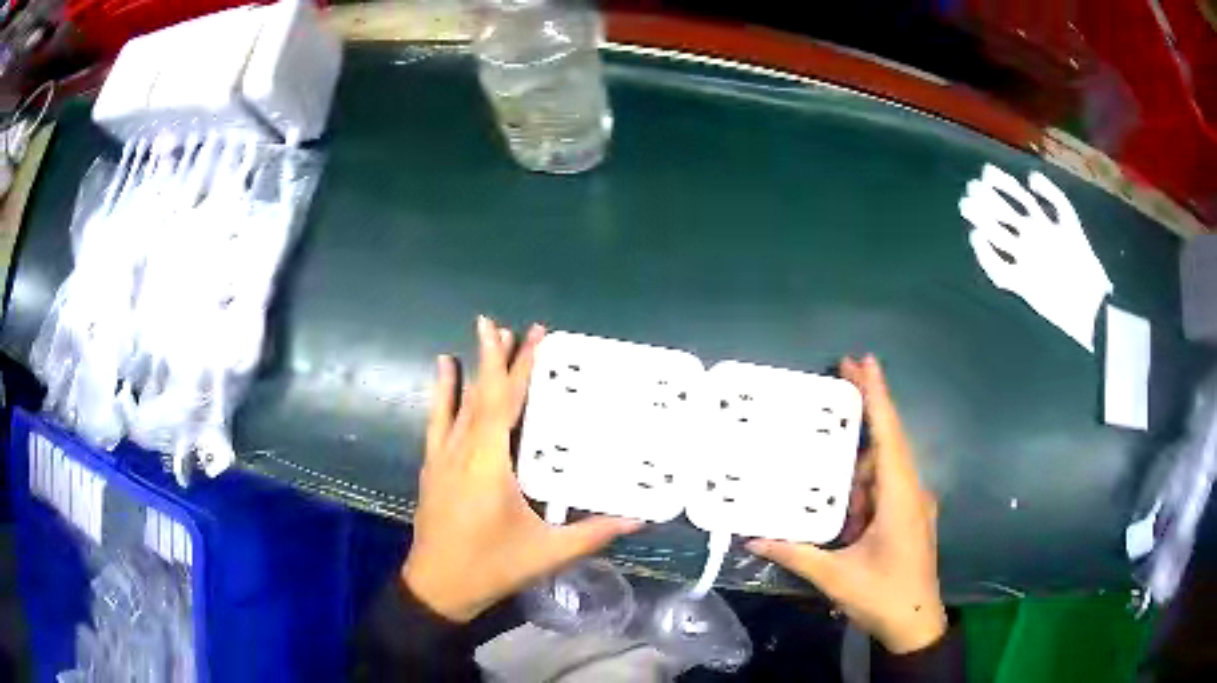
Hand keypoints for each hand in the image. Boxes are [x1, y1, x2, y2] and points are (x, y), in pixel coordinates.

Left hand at [402, 316, 642, 622]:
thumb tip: (639, 518)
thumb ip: (594, 533)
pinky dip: (443, 393)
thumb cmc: (491, 566)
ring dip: (470, 368)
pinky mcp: (431, 467)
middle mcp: (461, 450)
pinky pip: (437, 420)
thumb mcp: (547, 552)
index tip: (529, 335)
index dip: (517, 367)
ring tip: (482, 336)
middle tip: (510, 326)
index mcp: (488, 463)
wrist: (437, 586)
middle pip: (480, 395)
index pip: (504, 404)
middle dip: (496, 358)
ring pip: (456, 402)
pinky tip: (443, 374)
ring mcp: (441, 457)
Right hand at [746, 356, 945, 653]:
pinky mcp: (909, 517)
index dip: (877, 395)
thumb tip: (753, 538)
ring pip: (885, 468)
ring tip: (830, 461)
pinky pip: (885, 488)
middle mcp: (912, 491)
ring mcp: (913, 504)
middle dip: (867, 409)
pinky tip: (845, 504)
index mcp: (901, 497)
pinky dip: (864, 486)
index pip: (889, 435)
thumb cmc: (883, 596)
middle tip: (840, 377)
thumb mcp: (836, 577)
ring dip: (859, 464)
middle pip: (889, 440)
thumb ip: (795, 554)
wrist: (916, 623)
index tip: (863, 361)